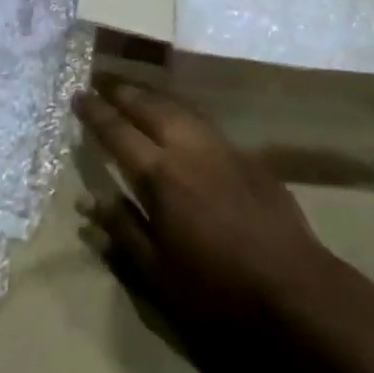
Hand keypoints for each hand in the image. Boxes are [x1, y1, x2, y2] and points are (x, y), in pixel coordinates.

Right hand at [73, 80, 335, 372]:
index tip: (78, 95)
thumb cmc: (217, 292)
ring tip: (135, 90)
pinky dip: (182, 111)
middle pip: (151, 107)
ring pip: (181, 107)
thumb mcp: (157, 274)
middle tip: (101, 80)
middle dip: (123, 91)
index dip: (96, 113)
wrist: (295, 291)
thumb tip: (89, 202)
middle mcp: (189, 149)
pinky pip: (205, 122)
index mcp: (161, 176)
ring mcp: (223, 148)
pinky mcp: (248, 156)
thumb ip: (123, 231)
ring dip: (153, 95)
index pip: (119, 132)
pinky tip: (180, 118)